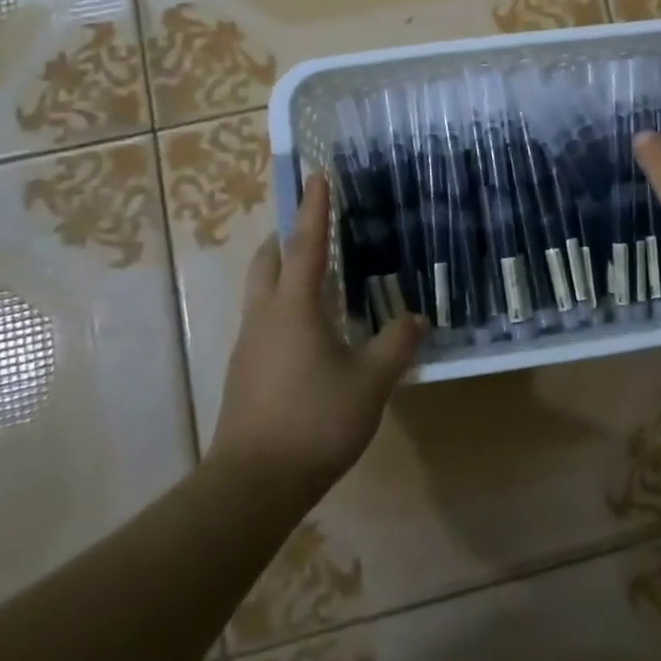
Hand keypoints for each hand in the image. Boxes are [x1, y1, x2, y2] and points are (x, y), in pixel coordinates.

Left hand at [208, 173, 423, 497]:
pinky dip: (282, 306)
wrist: (252, 484)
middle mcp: (265, 316)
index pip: (306, 245)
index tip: (317, 176)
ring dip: (281, 272)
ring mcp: (248, 345)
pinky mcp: (245, 371)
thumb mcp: (371, 382)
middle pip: (267, 261)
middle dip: (285, 237)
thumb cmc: (315, 421)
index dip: (314, 209)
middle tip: (310, 227)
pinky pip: (263, 320)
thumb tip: (415, 318)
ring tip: (314, 276)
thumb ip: (396, 344)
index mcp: (294, 307)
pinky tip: (309, 331)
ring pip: (260, 291)